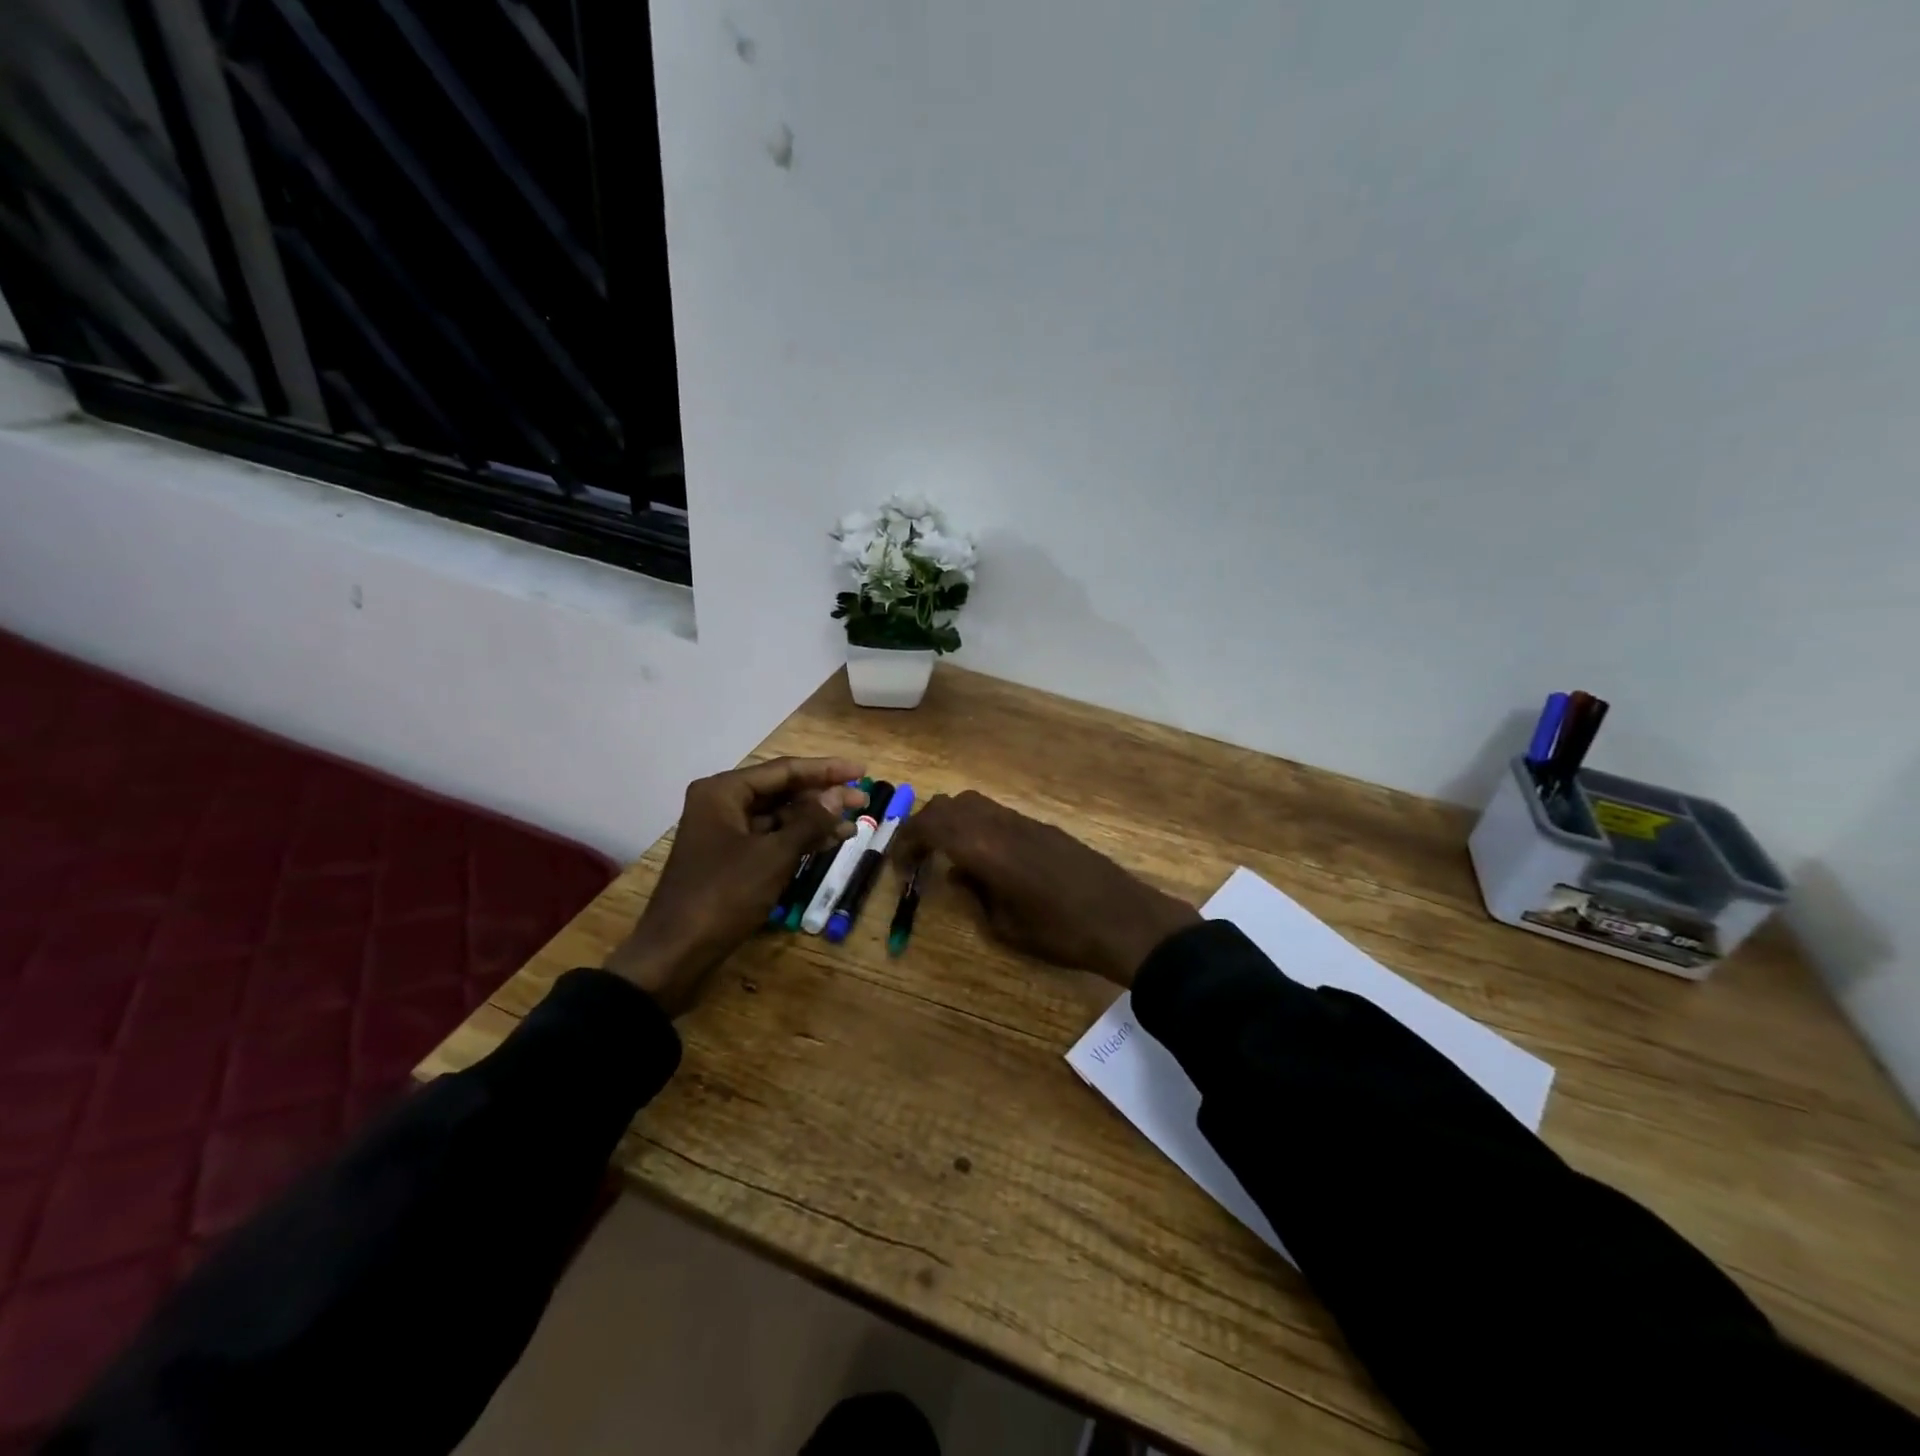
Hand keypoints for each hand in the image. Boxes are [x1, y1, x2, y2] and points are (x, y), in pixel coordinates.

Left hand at [605, 757, 865, 1013]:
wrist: (676, 953)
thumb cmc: (724, 895)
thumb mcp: (774, 855)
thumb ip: (809, 822)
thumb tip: (838, 795)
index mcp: (723, 792)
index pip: (784, 770)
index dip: (826, 769)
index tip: (861, 770)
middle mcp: (721, 804)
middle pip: (781, 790)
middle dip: (822, 796)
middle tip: (863, 799)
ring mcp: (724, 833)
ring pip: (778, 816)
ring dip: (815, 820)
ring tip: (854, 823)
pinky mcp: (730, 860)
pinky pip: (771, 838)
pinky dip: (799, 840)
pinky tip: (830, 843)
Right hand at [892, 791, 1198, 985]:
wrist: (1121, 918)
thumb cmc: (1058, 932)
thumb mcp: (1004, 926)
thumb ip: (973, 895)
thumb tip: (957, 875)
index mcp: (983, 846)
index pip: (930, 825)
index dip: (907, 840)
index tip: (899, 864)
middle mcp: (999, 823)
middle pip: (949, 804)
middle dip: (926, 825)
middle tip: (917, 856)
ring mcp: (1024, 821)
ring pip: (974, 803)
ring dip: (953, 821)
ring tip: (947, 854)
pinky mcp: (1042, 826)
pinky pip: (997, 814)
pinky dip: (978, 825)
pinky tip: (985, 857)